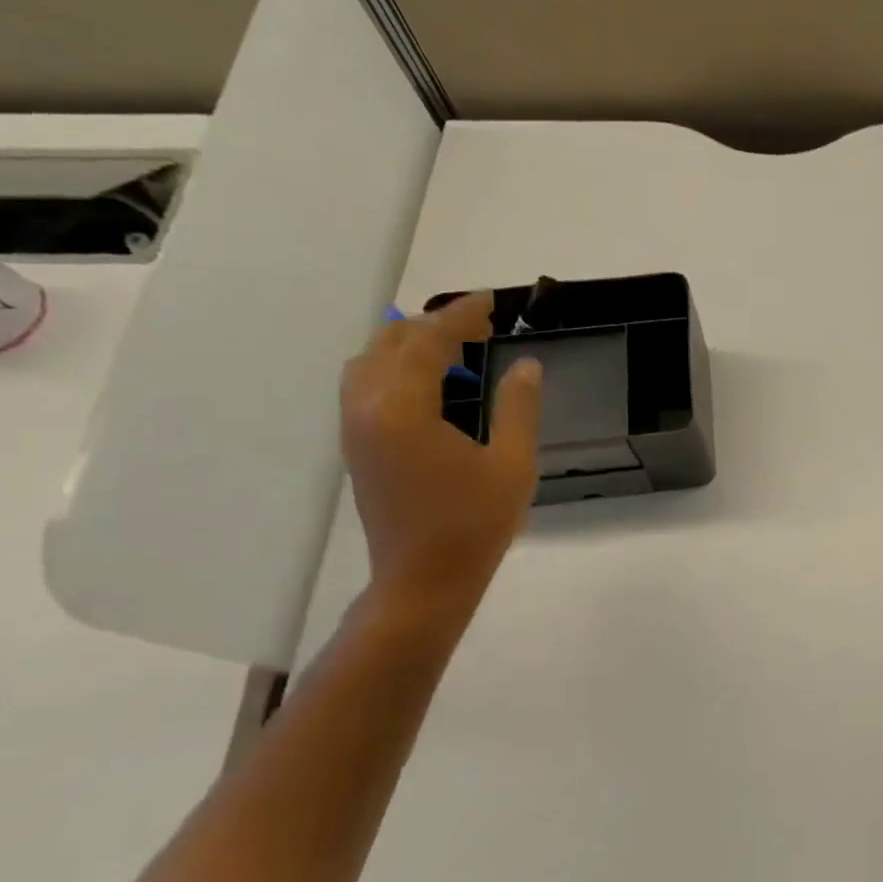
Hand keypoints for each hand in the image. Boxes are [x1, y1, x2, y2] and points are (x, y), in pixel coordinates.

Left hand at [341, 292, 541, 604]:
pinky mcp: (357, 446)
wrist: (424, 579)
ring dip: (411, 344)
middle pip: (391, 343)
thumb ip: (519, 408)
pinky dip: (397, 367)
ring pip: (371, 362)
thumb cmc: (475, 523)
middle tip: (481, 323)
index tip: (492, 302)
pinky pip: (367, 385)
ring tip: (456, 347)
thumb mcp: (514, 464)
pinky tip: (432, 384)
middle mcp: (368, 408)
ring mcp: (356, 427)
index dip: (461, 316)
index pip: (429, 342)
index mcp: (404, 408)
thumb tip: (526, 365)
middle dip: (435, 324)